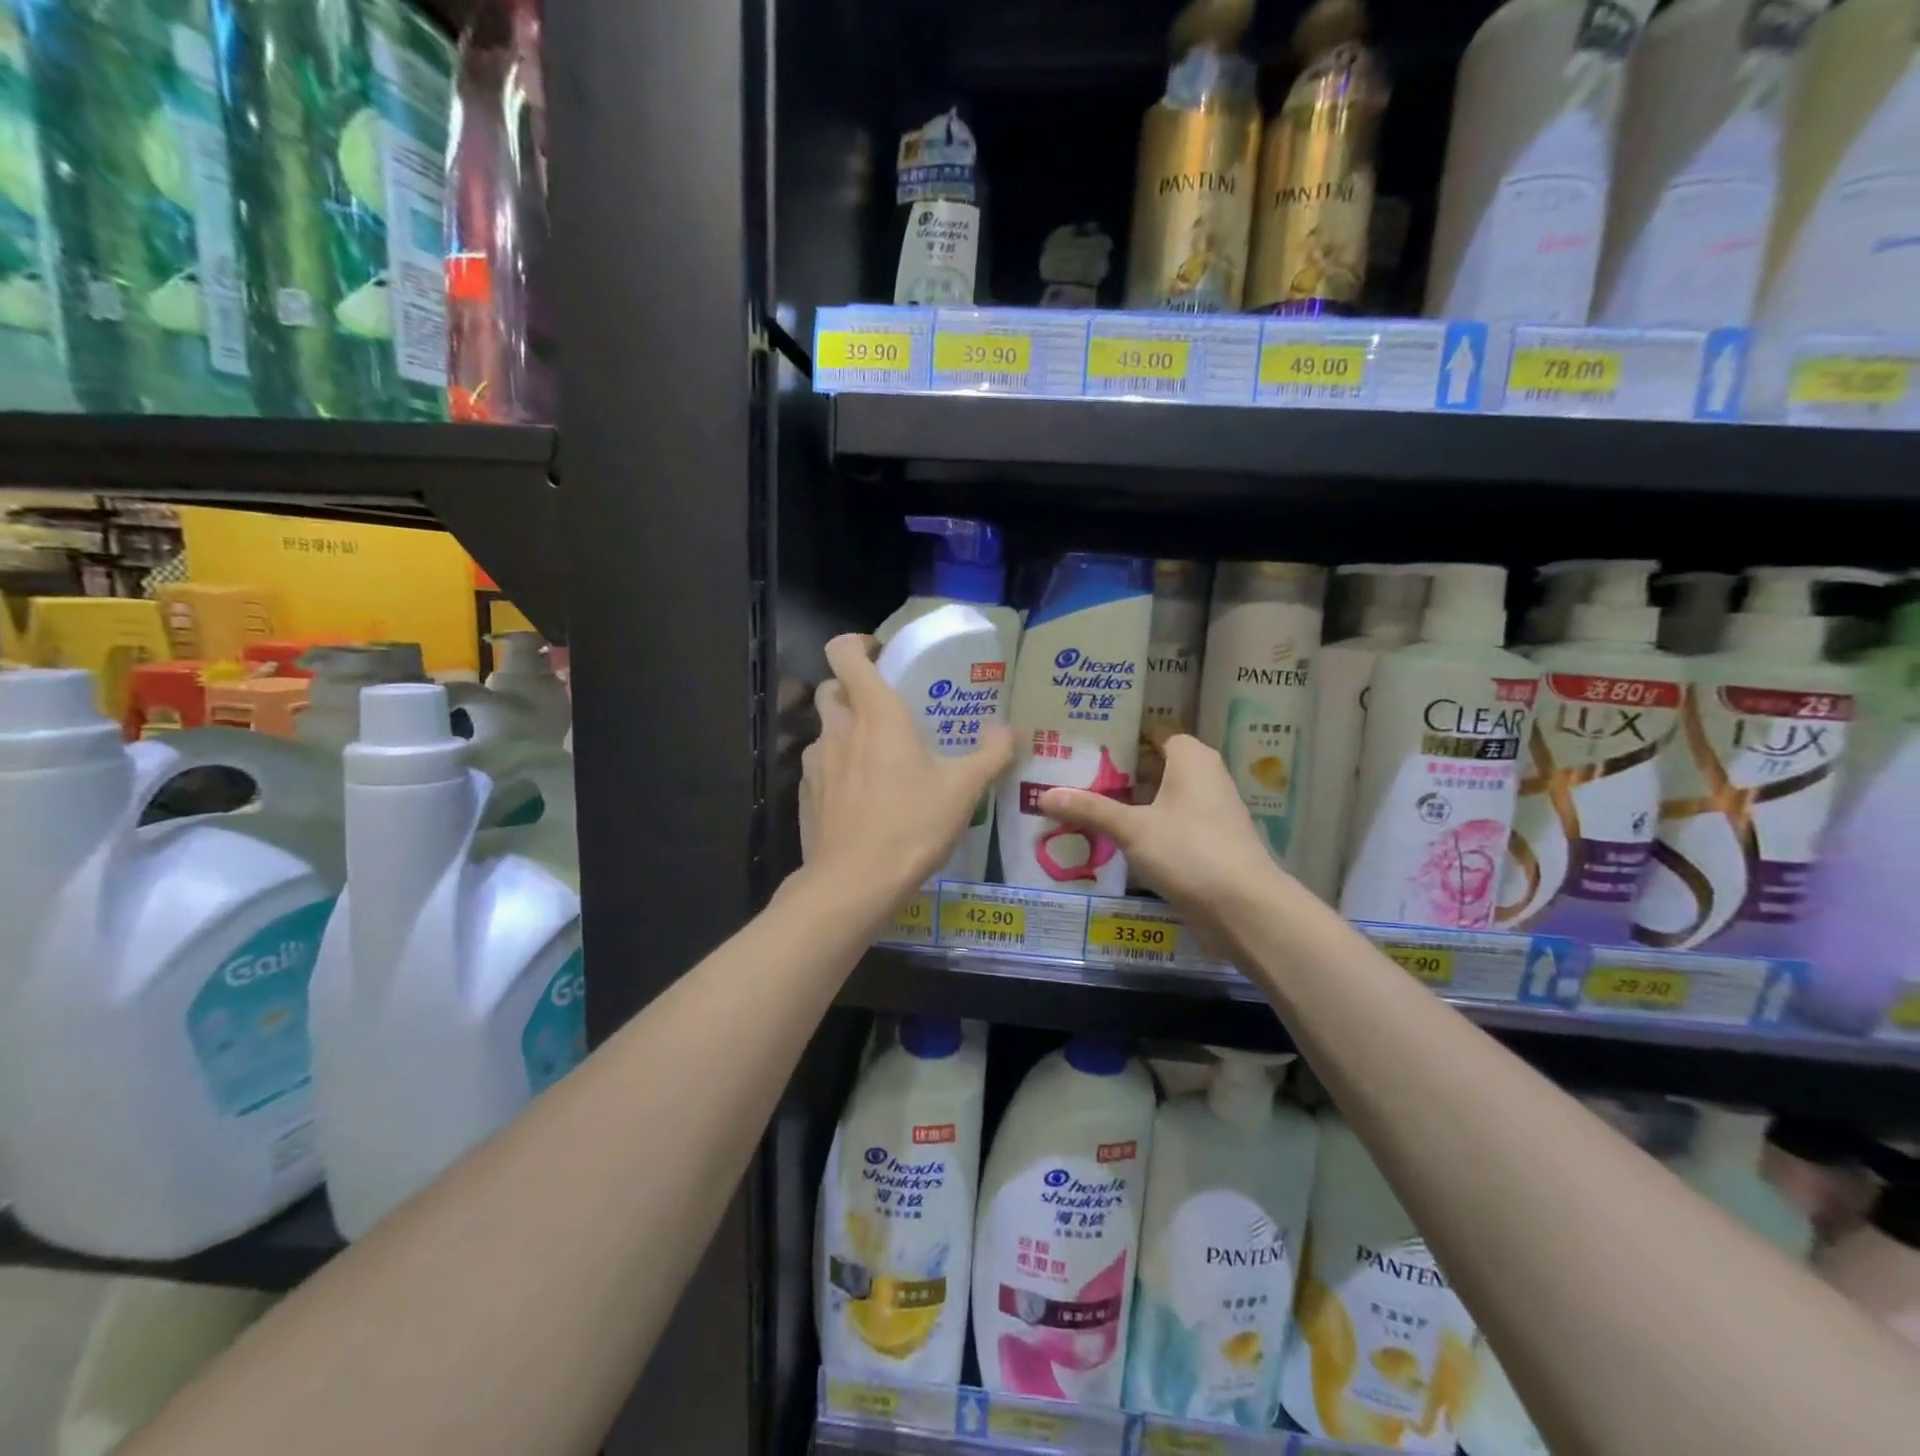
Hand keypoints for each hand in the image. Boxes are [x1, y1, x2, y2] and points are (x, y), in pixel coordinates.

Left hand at [800, 634, 1013, 899]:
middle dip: (854, 690)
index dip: (857, 644)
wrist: (855, 883)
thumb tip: (1008, 730)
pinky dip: (837, 770)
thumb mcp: (964, 789)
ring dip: (846, 733)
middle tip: (888, 711)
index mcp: (876, 713)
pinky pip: (819, 767)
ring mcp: (815, 763)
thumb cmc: (912, 824)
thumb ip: (991, 753)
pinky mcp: (805, 795)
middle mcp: (839, 729)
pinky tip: (862, 799)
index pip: (843, 652)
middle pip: (831, 688)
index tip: (881, 656)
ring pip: (825, 730)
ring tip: (878, 760)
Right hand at [1039, 735, 1281, 937]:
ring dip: (1129, 803)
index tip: (1085, 743)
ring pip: (1161, 797)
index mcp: (1191, 758)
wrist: (1244, 907)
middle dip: (1118, 772)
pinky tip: (1113, 838)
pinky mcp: (1209, 841)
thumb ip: (1089, 809)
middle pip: (1154, 765)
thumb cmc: (1188, 850)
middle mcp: (1205, 776)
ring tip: (1084, 805)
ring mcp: (1209, 811)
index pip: (1153, 733)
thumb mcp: (1132, 828)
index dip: (1121, 736)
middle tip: (1074, 774)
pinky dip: (1144, 827)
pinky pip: (1169, 823)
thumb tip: (1043, 795)